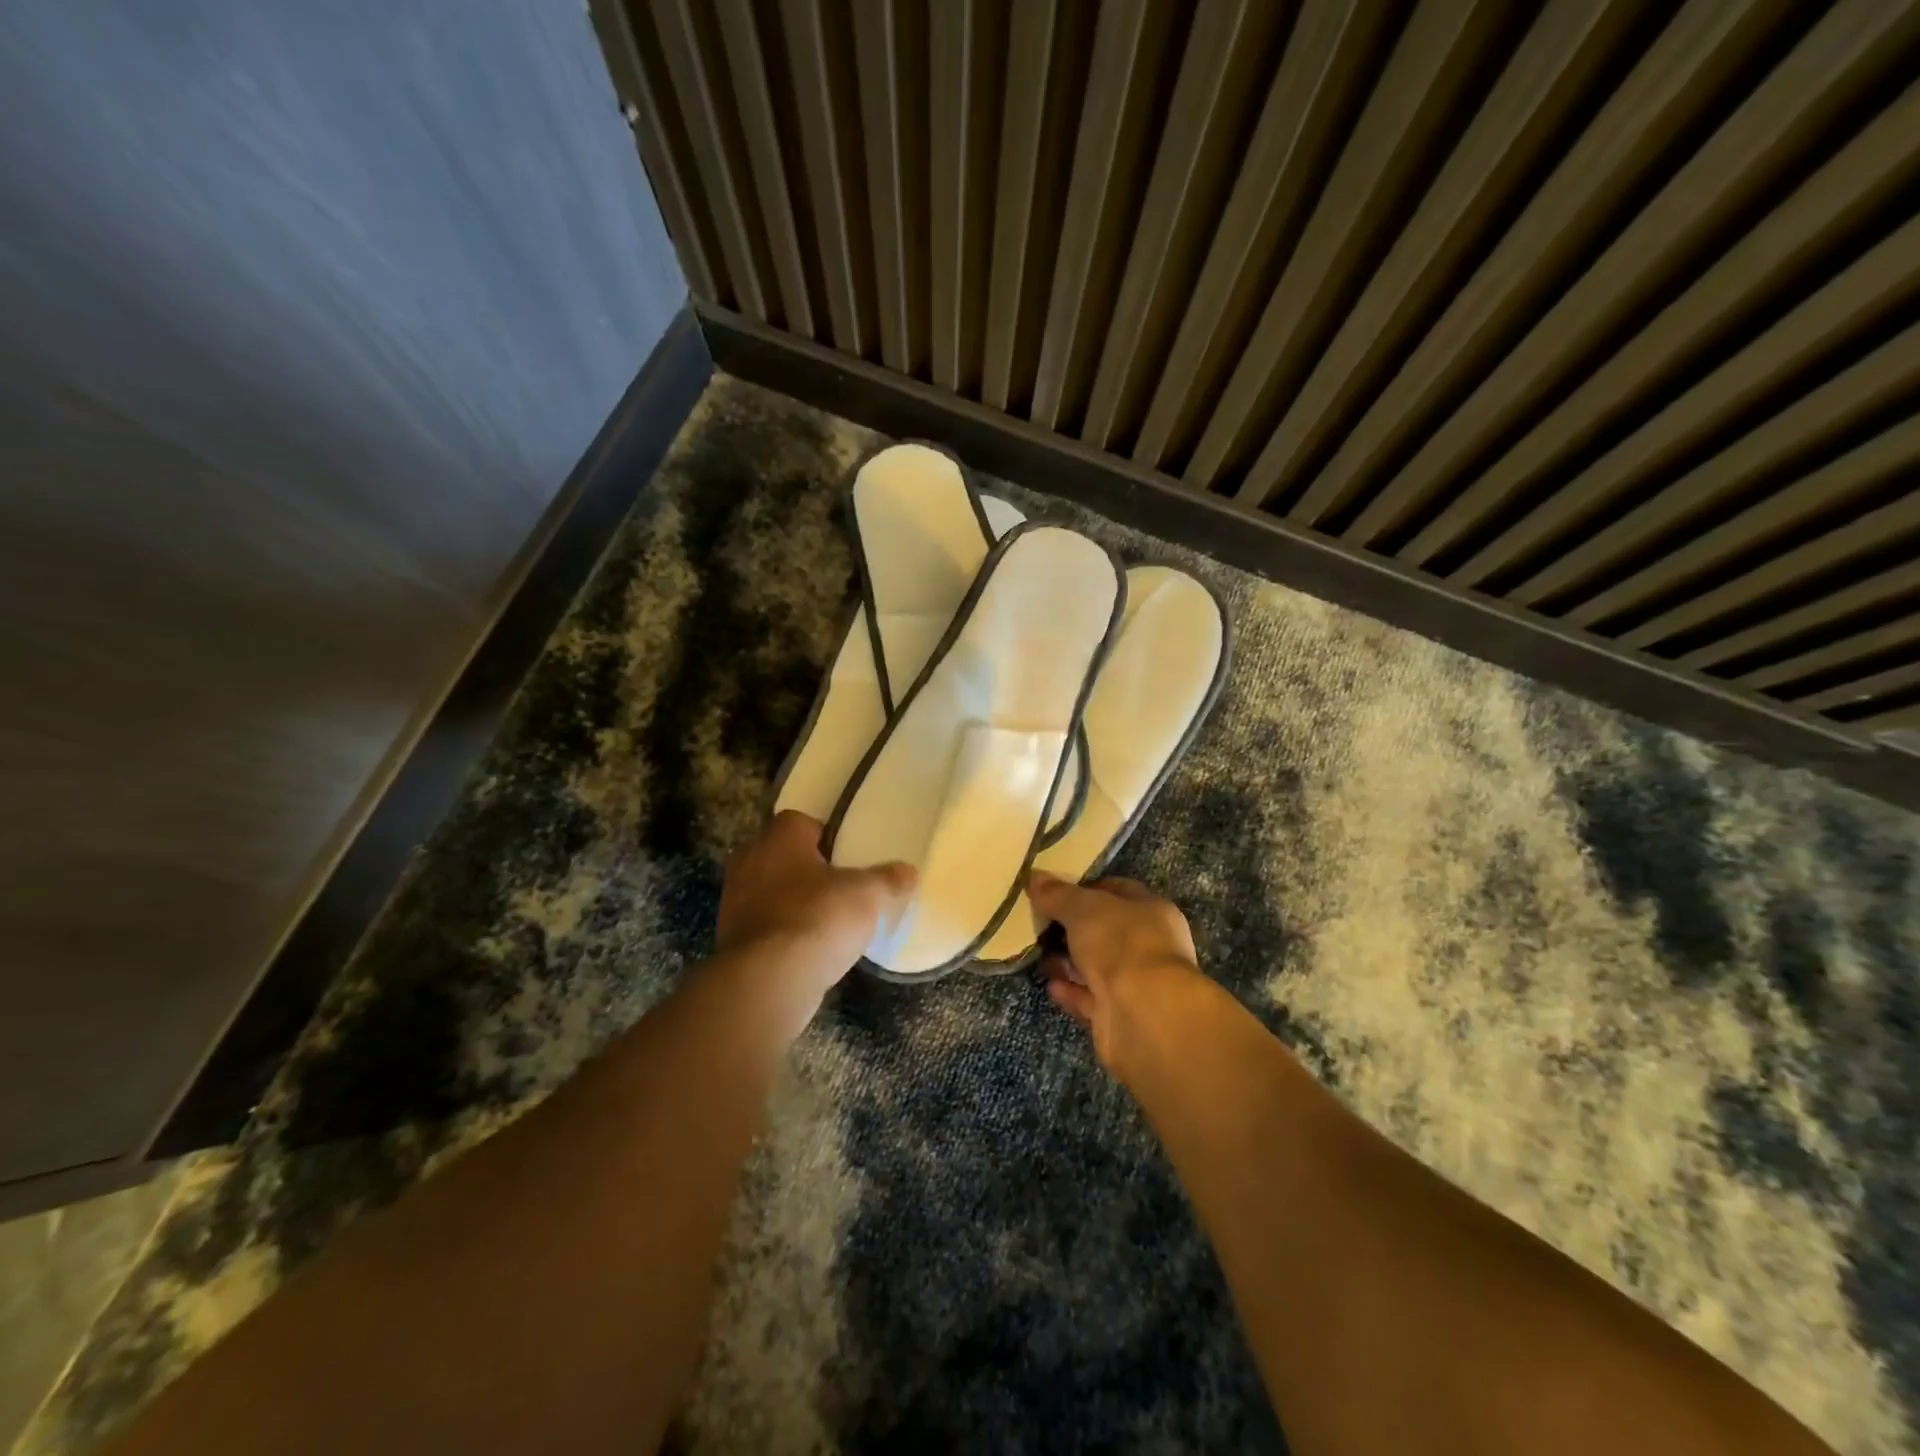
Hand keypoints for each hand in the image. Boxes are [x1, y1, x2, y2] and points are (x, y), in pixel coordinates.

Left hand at [713, 812, 915, 1030]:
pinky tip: (808, 949)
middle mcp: (749, 860)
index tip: (848, 856)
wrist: (769, 980)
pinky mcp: (731, 939)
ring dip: (793, 902)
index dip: (826, 836)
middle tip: (840, 886)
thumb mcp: (868, 895)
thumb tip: (908, 871)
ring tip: (827, 921)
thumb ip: (889, 879)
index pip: (801, 822)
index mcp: (779, 837)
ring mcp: (734, 901)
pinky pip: (764, 925)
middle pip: (783, 855)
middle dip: (808, 869)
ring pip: (771, 891)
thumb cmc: (818, 917)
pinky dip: (783, 932)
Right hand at [1029, 871, 1211, 1080]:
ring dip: (1067, 962)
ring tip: (1036, 955)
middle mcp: (1149, 946)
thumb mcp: (1083, 908)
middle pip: (1104, 931)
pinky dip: (1070, 991)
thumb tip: (1035, 877)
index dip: (1086, 888)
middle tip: (1038, 924)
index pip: (1118, 891)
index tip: (1054, 891)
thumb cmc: (1121, 944)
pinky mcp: (1120, 1015)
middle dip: (1071, 928)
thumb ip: (1058, 894)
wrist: (1144, 1015)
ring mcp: (1136, 983)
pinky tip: (1050, 984)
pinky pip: (1090, 998)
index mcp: (1152, 911)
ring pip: (1096, 966)